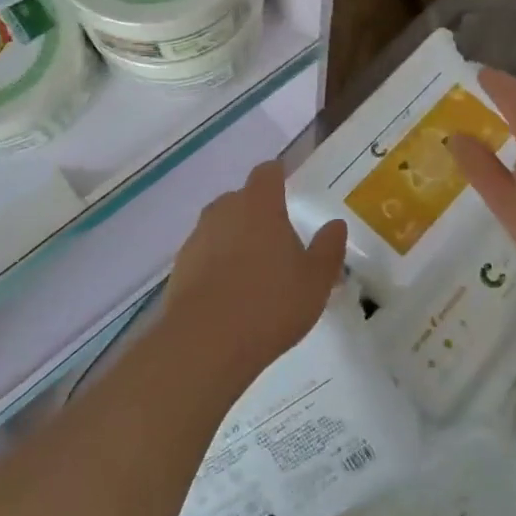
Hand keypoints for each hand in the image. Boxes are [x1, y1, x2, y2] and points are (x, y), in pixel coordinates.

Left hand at [163, 161, 347, 380]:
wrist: (205, 343)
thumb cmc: (271, 303)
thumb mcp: (316, 280)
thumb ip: (328, 248)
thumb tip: (335, 224)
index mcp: (259, 205)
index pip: (267, 172)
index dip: (278, 176)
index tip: (287, 185)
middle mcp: (224, 212)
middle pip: (241, 199)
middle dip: (257, 212)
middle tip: (277, 239)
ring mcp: (197, 239)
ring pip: (220, 227)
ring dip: (235, 239)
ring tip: (254, 271)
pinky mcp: (179, 268)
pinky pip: (205, 255)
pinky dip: (217, 265)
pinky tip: (231, 294)